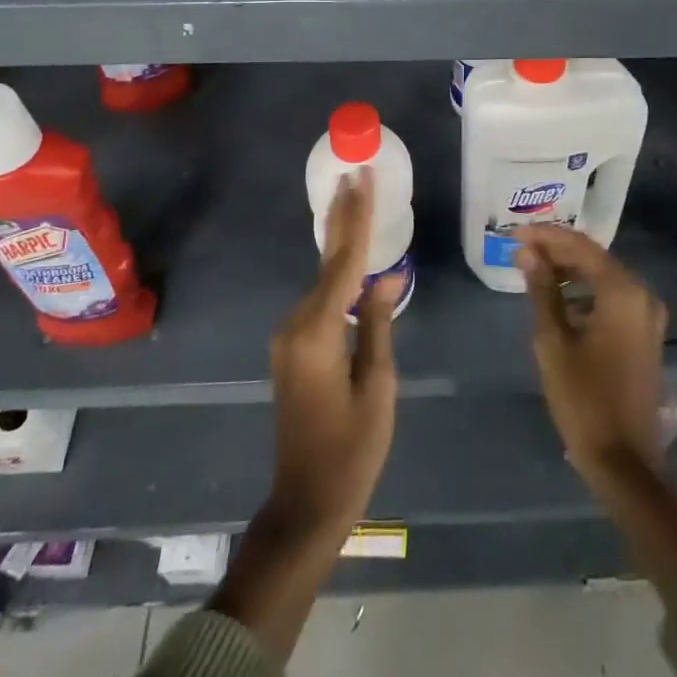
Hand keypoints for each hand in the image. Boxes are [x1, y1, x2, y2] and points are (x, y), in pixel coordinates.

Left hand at [266, 166, 403, 537]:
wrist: (305, 502)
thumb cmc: (351, 450)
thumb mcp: (378, 386)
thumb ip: (378, 324)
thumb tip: (386, 277)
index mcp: (319, 331)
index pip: (344, 261)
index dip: (357, 218)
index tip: (361, 179)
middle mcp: (296, 324)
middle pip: (326, 260)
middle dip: (342, 216)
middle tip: (353, 174)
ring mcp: (289, 336)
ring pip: (323, 278)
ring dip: (341, 241)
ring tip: (357, 201)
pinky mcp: (292, 347)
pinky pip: (320, 298)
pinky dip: (337, 272)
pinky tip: (350, 256)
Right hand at [515, 222, 666, 478]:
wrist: (624, 461)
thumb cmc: (584, 399)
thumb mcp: (553, 341)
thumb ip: (542, 290)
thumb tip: (527, 252)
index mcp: (623, 291)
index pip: (580, 246)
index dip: (545, 236)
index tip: (514, 234)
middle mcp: (642, 295)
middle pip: (594, 258)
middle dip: (556, 251)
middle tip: (519, 251)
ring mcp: (648, 315)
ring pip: (603, 276)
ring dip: (569, 271)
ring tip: (532, 270)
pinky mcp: (645, 334)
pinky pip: (612, 297)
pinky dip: (585, 291)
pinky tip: (558, 297)